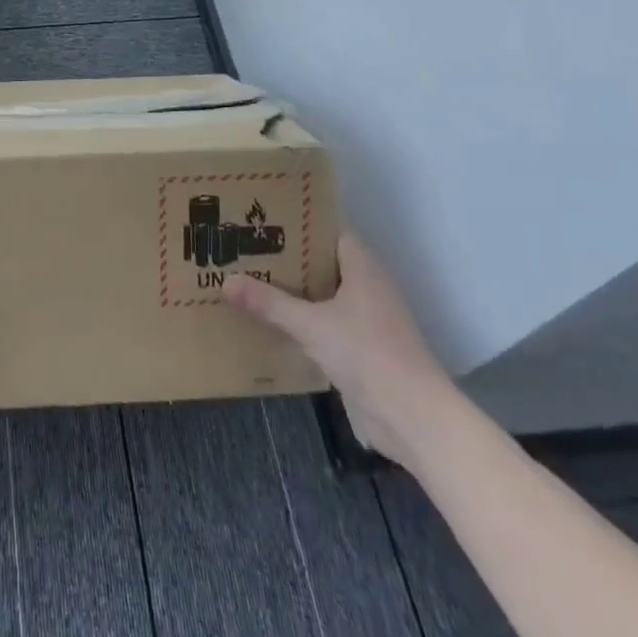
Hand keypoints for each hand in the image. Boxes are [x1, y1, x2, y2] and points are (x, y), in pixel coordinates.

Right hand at [223, 231, 454, 469]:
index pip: (331, 232)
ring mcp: (365, 321)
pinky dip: (299, 321)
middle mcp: (366, 288)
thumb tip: (225, 280)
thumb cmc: (367, 354)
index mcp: (363, 269)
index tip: (264, 219)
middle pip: (322, 263)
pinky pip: (323, 324)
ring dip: (291, 292)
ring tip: (248, 280)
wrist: (411, 417)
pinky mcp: (359, 350)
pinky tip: (268, 322)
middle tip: (244, 248)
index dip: (301, 223)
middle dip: (287, 258)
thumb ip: (268, 302)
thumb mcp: (310, 324)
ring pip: (321, 296)